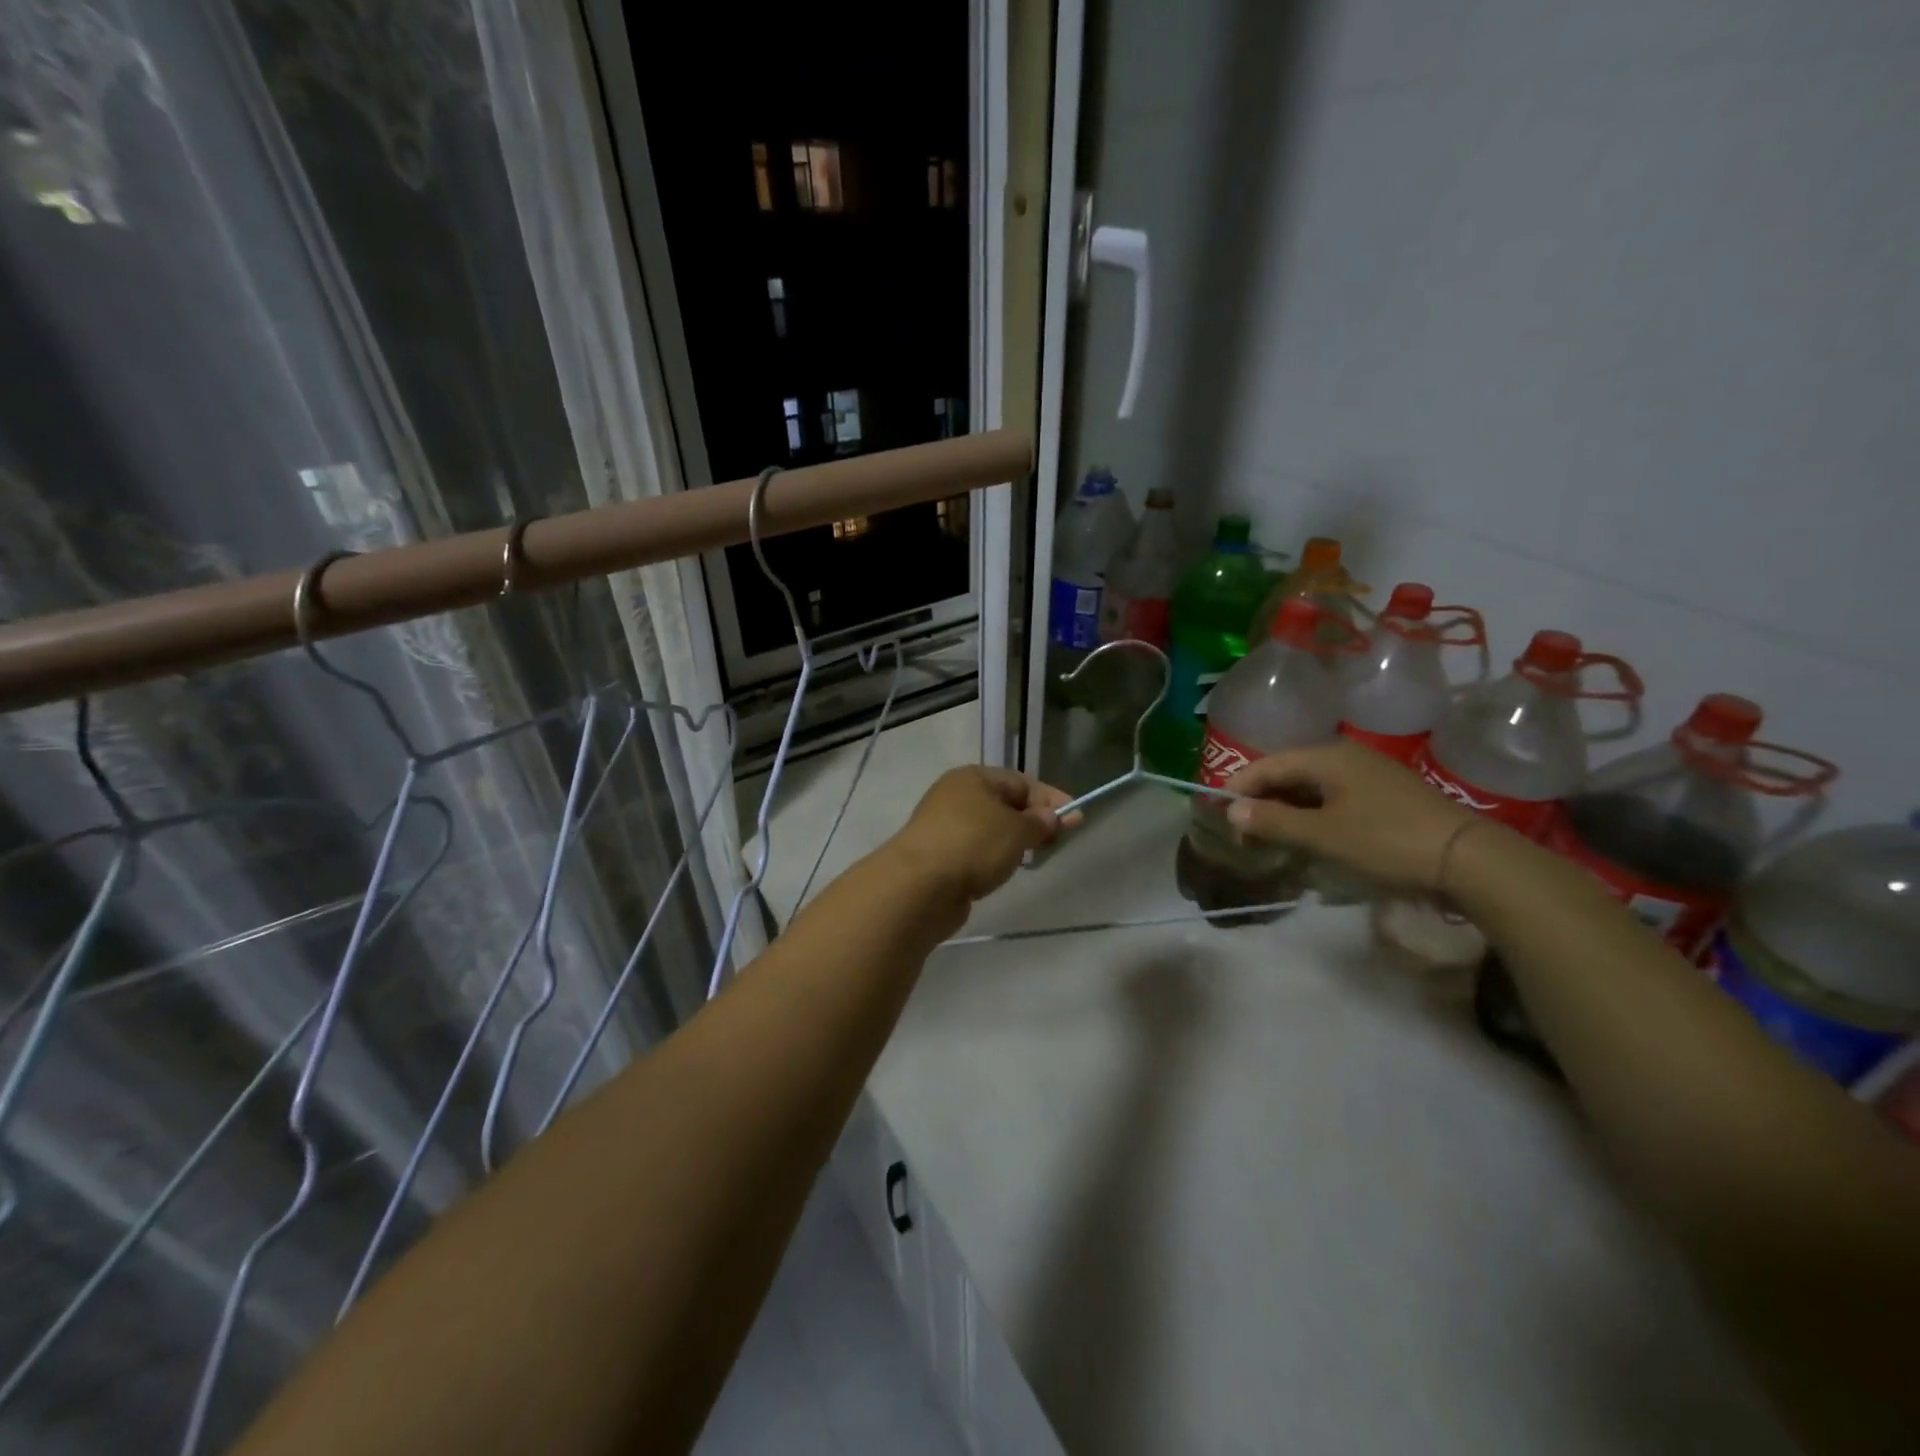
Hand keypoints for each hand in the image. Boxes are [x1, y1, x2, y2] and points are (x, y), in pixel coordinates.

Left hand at [893, 766, 1075, 902]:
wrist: (919, 886)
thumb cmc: (973, 845)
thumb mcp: (1017, 830)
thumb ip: (1040, 822)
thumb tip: (1053, 816)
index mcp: (973, 778)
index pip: (1021, 781)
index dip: (1051, 799)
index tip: (1077, 819)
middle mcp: (955, 796)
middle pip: (1005, 804)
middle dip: (1033, 820)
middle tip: (1058, 841)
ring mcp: (944, 827)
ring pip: (990, 829)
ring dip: (1013, 841)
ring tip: (1033, 857)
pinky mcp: (939, 856)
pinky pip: (976, 851)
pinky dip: (993, 858)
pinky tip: (1002, 871)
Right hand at [1223, 741, 1480, 893]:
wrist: (1468, 857)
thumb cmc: (1386, 841)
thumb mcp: (1322, 835)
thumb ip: (1274, 821)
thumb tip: (1232, 809)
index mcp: (1326, 757)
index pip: (1267, 765)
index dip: (1237, 787)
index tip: (1217, 812)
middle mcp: (1345, 756)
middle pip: (1288, 771)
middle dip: (1260, 797)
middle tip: (1241, 827)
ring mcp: (1369, 773)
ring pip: (1311, 784)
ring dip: (1286, 806)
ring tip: (1269, 832)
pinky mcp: (1385, 793)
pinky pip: (1333, 794)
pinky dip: (1312, 810)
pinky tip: (1308, 832)